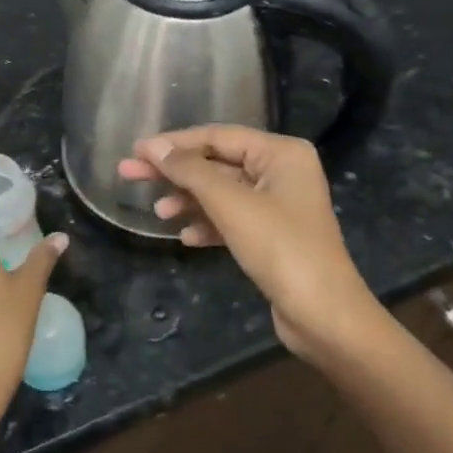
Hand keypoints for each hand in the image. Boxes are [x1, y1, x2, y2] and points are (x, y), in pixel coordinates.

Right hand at [119, 126, 376, 363]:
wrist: (324, 316)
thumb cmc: (280, 248)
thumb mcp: (230, 204)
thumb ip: (190, 171)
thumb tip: (154, 146)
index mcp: (281, 153)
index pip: (217, 136)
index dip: (173, 143)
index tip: (135, 150)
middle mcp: (282, 172)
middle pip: (216, 163)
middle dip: (174, 172)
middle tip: (128, 174)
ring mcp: (278, 205)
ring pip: (221, 193)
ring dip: (188, 200)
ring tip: (157, 213)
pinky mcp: (272, 236)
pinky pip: (231, 219)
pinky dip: (207, 224)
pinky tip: (185, 237)